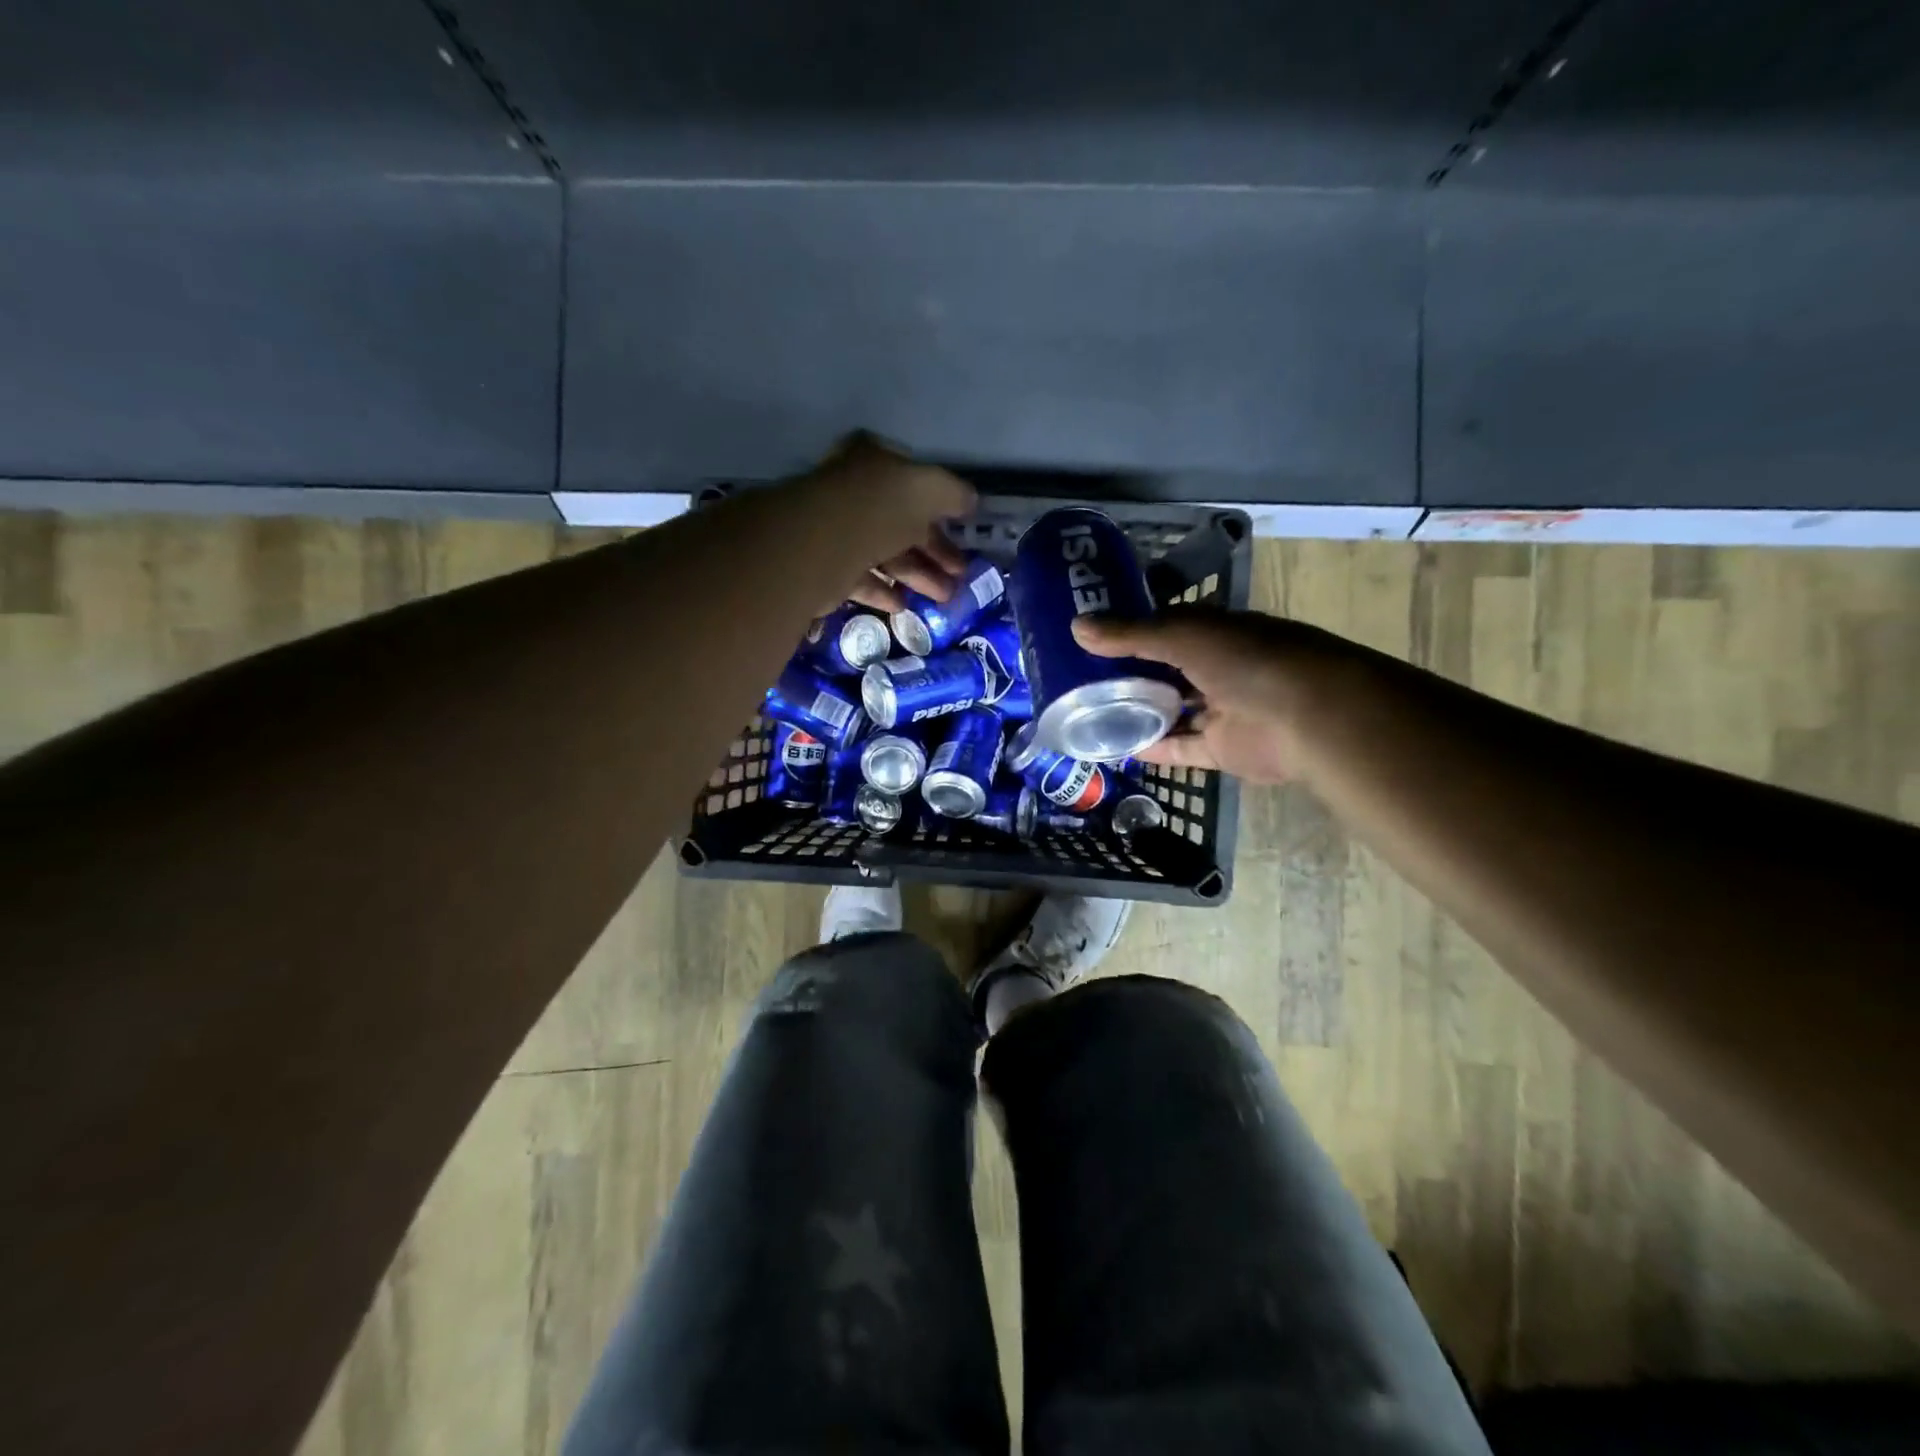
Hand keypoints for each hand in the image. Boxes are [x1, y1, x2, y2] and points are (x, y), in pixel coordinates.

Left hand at [799, 433, 975, 612]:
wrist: (825, 543)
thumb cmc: (881, 506)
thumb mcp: (931, 489)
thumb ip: (953, 494)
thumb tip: (971, 501)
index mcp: (874, 461)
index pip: (912, 479)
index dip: (940, 504)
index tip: (961, 528)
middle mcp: (853, 491)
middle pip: (901, 521)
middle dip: (935, 549)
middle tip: (961, 573)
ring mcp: (837, 530)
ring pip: (885, 553)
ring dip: (917, 576)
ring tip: (944, 597)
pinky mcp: (826, 566)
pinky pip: (861, 578)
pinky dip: (883, 591)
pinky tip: (903, 605)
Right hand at [1074, 609, 1346, 783]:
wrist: (1309, 716)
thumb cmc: (1247, 661)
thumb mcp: (1182, 636)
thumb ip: (1130, 635)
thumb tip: (1075, 627)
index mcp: (1213, 632)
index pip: (1162, 628)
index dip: (1127, 631)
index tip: (1087, 638)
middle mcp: (1217, 667)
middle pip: (1163, 671)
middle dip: (1127, 675)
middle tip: (1078, 679)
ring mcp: (1221, 709)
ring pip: (1171, 711)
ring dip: (1139, 713)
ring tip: (1090, 715)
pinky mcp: (1223, 748)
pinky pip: (1181, 748)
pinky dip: (1154, 749)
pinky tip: (1118, 749)